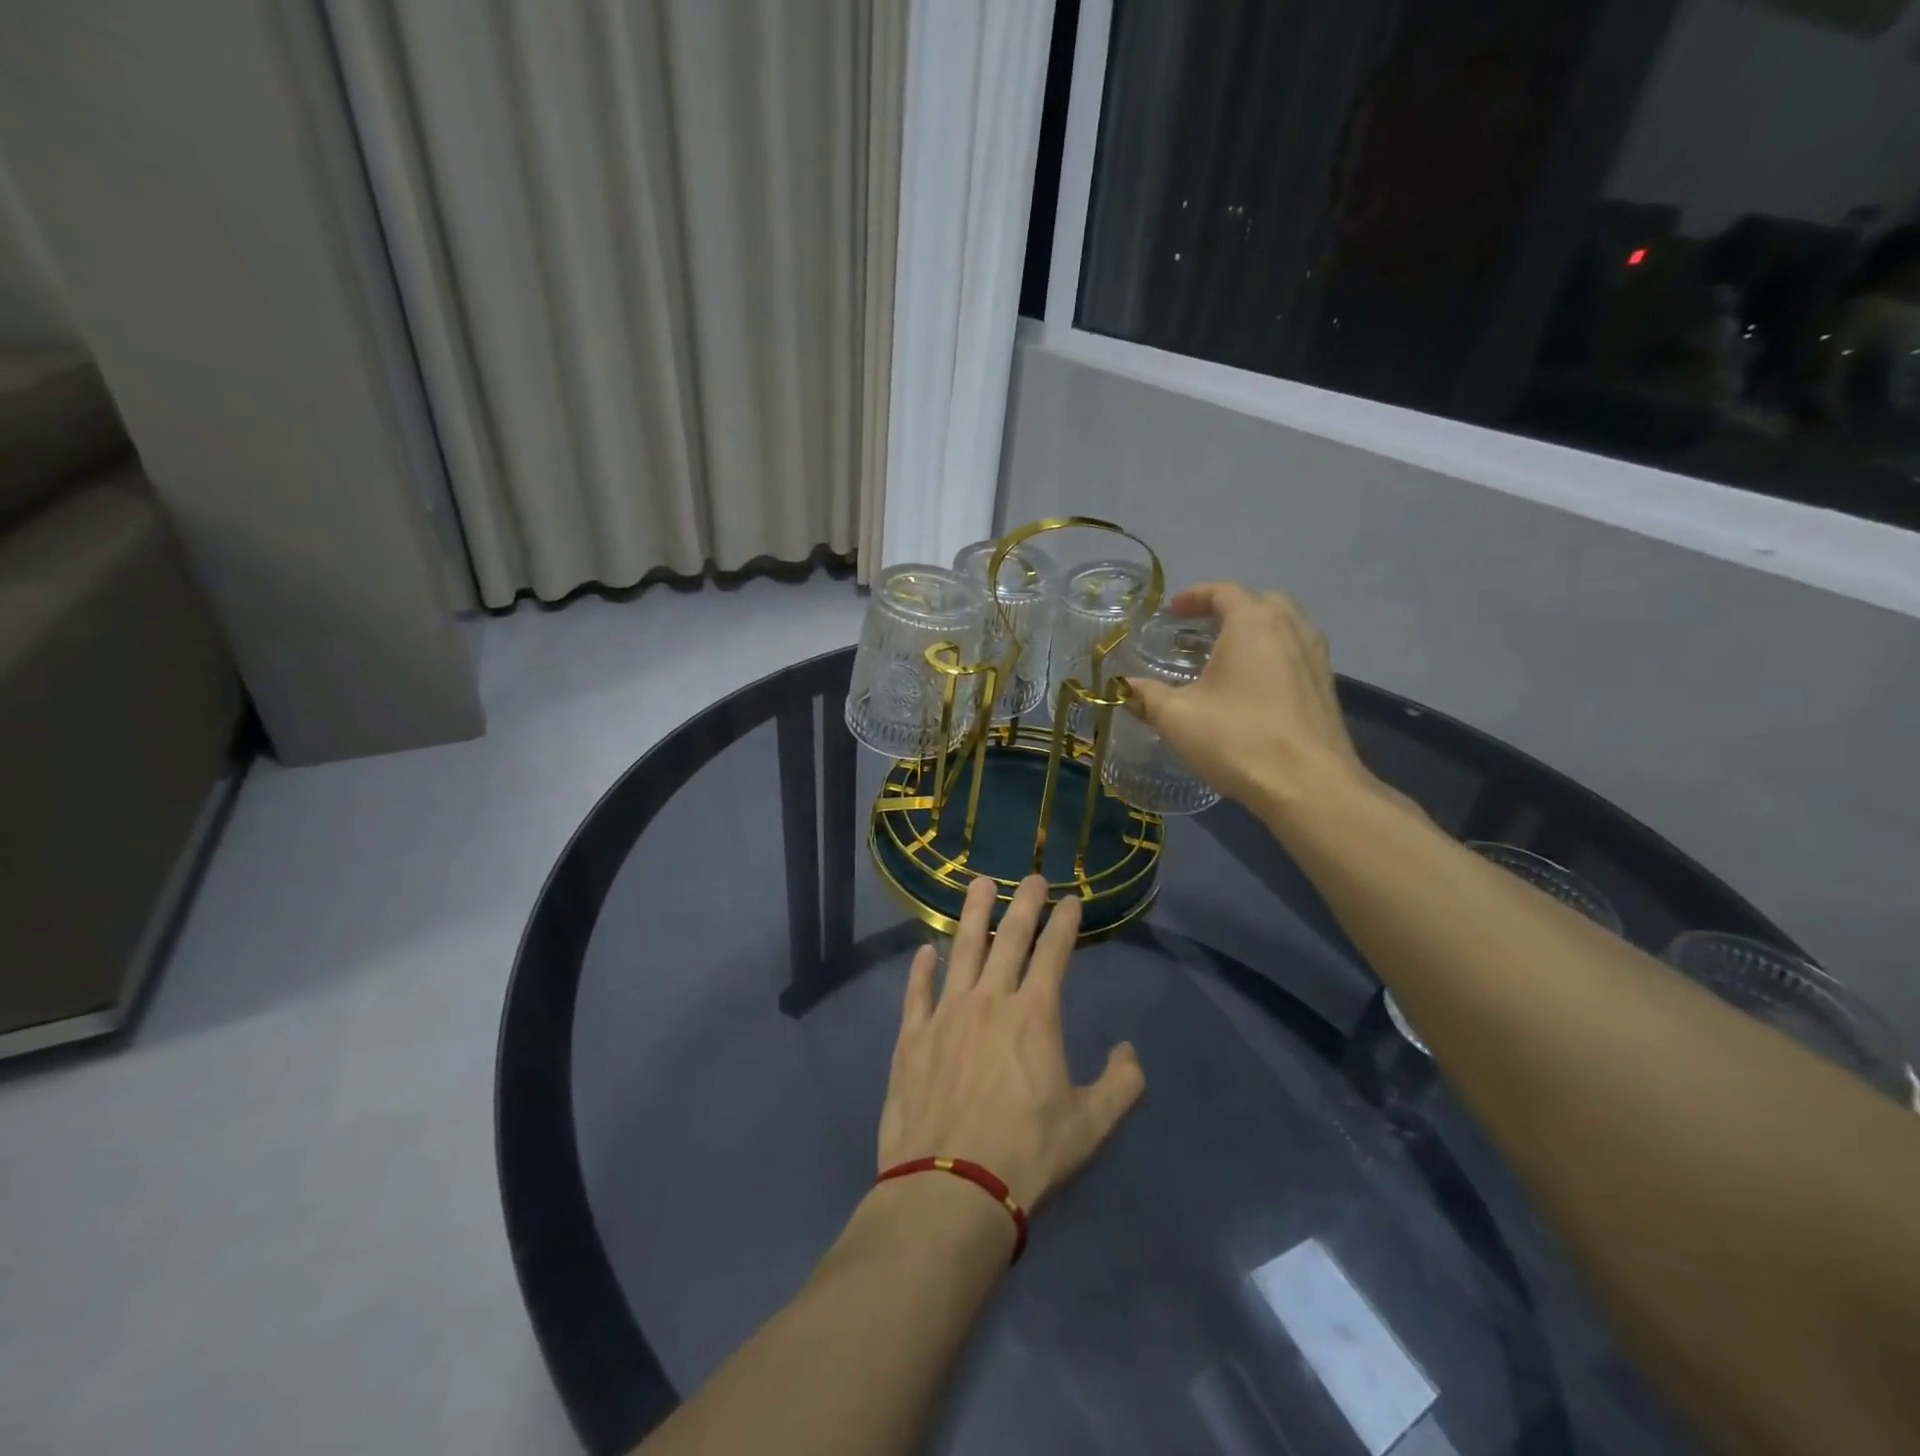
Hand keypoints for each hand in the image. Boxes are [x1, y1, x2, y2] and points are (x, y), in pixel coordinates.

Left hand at [878, 875, 1145, 1211]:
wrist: (951, 1189)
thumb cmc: (1027, 1156)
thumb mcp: (1091, 1126)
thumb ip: (1121, 1084)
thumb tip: (1128, 1051)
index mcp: (1034, 1015)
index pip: (1054, 953)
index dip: (1065, 923)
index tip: (1072, 899)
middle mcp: (990, 1000)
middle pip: (1009, 938)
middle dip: (1023, 903)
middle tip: (1030, 876)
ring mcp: (946, 1014)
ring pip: (962, 950)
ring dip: (972, 915)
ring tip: (979, 884)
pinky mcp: (912, 1037)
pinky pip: (917, 992)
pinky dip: (921, 969)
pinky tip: (925, 951)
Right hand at [1124, 583, 1375, 815]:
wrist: (1308, 785)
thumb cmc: (1237, 739)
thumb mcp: (1178, 717)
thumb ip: (1146, 696)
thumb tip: (1123, 686)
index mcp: (1253, 624)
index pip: (1224, 591)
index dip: (1195, 596)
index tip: (1173, 611)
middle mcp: (1291, 629)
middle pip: (1261, 602)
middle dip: (1229, 609)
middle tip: (1202, 631)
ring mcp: (1316, 657)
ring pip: (1285, 626)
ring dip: (1256, 631)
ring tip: (1228, 656)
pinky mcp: (1326, 687)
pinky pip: (1297, 653)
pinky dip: (1274, 655)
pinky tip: (1254, 686)